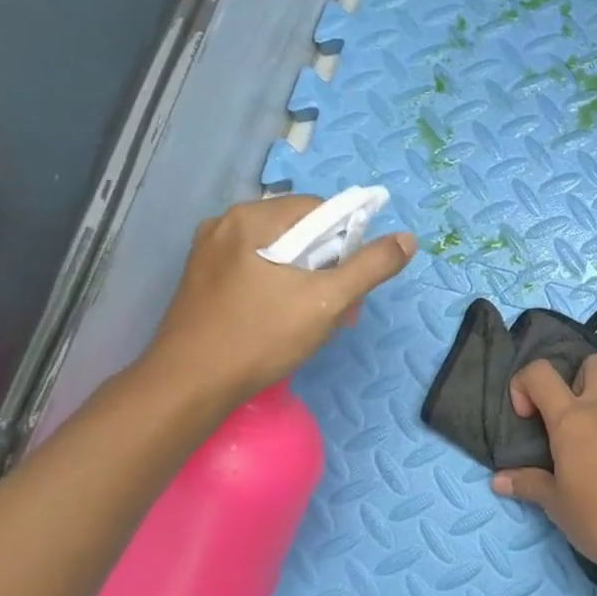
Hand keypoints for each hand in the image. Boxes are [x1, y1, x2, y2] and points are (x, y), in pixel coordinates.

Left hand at [143, 195, 415, 403]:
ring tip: (316, 319)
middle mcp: (226, 224)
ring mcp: (210, 253)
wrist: (188, 386)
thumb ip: (371, 266)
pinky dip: (281, 287)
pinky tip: (284, 319)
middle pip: (300, 231)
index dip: (348, 241)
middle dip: (329, 265)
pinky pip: (256, 269)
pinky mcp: (203, 280)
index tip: (353, 281)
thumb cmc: (260, 337)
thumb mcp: (327, 301)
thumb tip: (408, 239)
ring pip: (280, 252)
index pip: (321, 209)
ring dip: (308, 279)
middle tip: (340, 308)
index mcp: (252, 218)